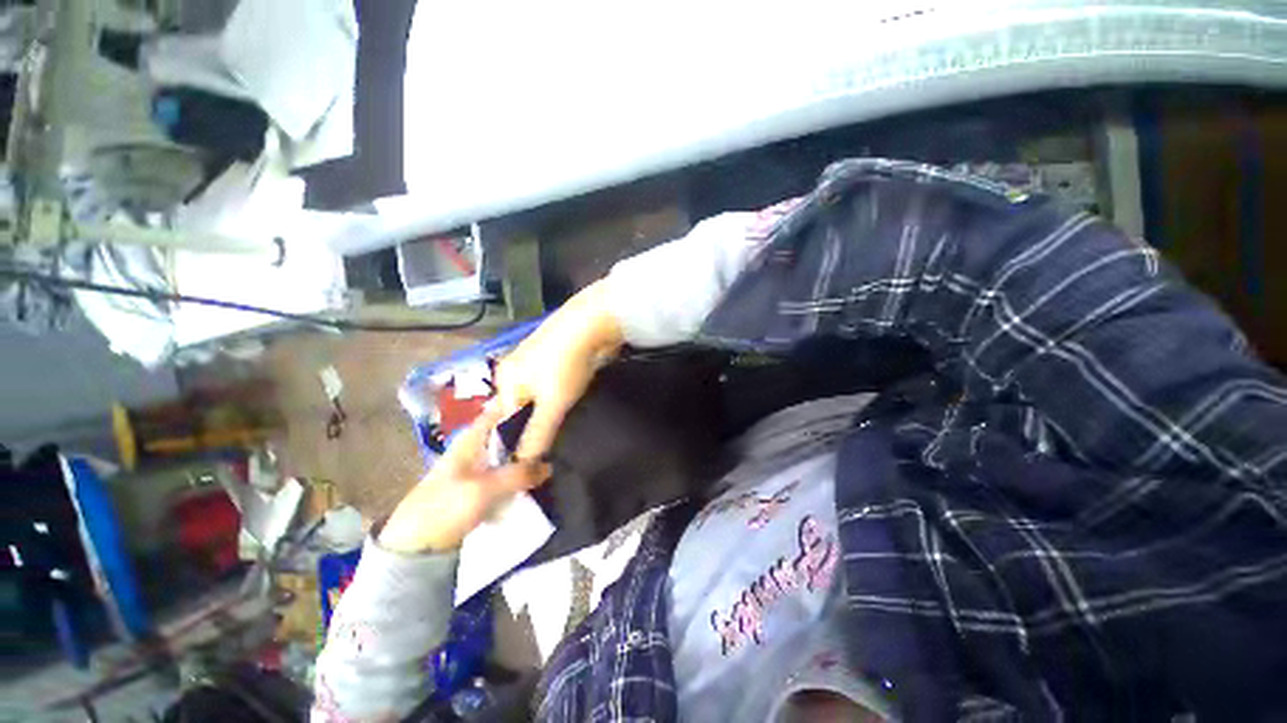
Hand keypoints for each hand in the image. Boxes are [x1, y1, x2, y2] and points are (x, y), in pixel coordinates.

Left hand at [378, 407, 551, 553]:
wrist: (413, 547)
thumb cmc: (444, 509)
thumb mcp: (484, 490)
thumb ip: (518, 475)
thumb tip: (549, 466)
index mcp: (471, 439)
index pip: (500, 410)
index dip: (521, 404)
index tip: (547, 404)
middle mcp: (475, 447)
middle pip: (508, 431)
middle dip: (530, 432)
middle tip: (556, 435)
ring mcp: (476, 468)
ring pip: (508, 453)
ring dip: (526, 455)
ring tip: (551, 455)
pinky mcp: (478, 487)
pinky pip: (505, 472)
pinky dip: (518, 472)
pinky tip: (534, 477)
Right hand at [494, 280, 624, 460]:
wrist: (592, 325)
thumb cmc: (566, 366)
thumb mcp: (551, 404)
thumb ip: (536, 434)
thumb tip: (521, 464)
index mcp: (506, 381)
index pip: (505, 422)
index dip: (517, 442)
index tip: (531, 463)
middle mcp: (516, 371)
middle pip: (521, 409)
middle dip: (533, 427)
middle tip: (550, 448)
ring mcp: (537, 362)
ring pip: (539, 397)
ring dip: (548, 413)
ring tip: (562, 431)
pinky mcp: (557, 358)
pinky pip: (553, 386)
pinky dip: (559, 398)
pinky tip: (570, 407)